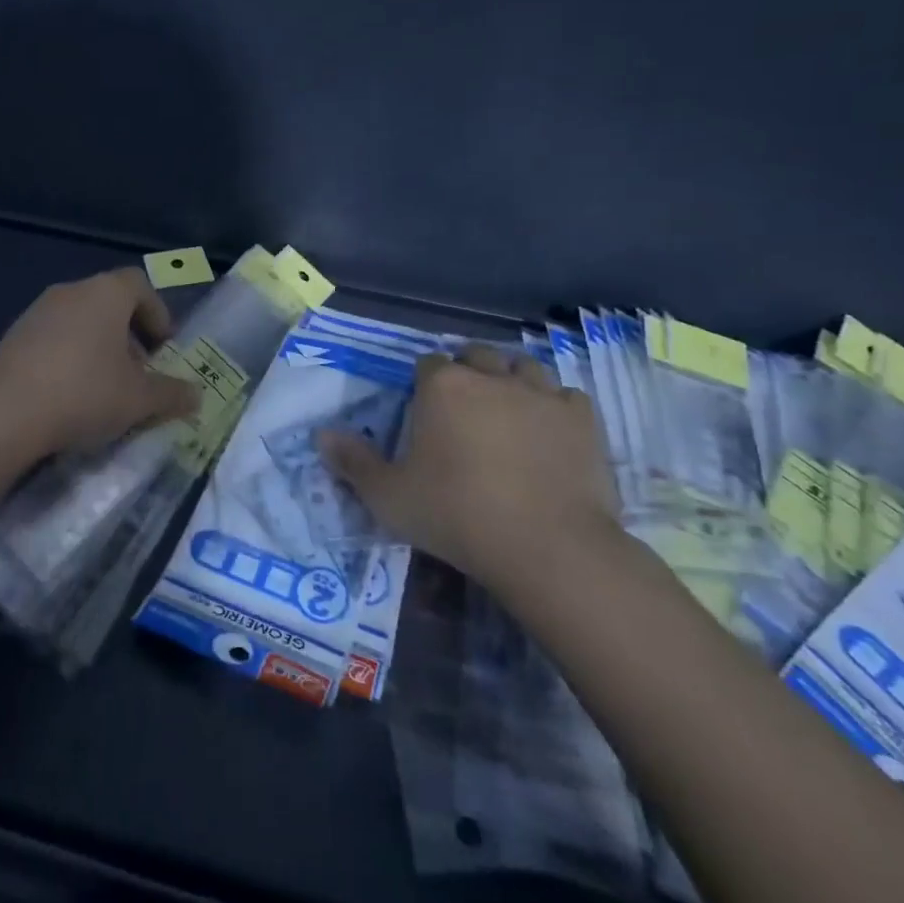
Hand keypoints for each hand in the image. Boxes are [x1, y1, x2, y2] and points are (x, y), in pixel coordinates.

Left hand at [0, 267, 201, 459]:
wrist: (2, 413)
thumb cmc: (84, 392)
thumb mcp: (139, 400)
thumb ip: (172, 394)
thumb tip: (197, 396)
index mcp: (105, 293)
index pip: (140, 284)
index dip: (158, 313)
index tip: (164, 349)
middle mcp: (70, 292)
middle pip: (109, 302)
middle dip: (130, 336)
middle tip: (139, 373)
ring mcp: (36, 313)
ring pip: (79, 321)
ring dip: (98, 348)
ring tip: (105, 389)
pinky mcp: (11, 338)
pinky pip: (52, 339)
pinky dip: (68, 358)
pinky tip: (68, 396)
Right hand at [318, 345, 617, 592]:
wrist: (547, 547)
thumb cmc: (456, 515)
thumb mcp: (389, 496)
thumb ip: (353, 462)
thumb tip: (322, 434)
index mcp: (443, 386)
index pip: (428, 363)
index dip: (424, 382)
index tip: (424, 410)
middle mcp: (492, 376)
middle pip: (476, 356)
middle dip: (468, 372)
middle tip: (463, 409)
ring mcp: (542, 393)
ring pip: (524, 367)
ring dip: (512, 380)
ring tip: (507, 410)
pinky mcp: (582, 419)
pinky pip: (565, 396)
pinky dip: (554, 406)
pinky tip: (549, 431)